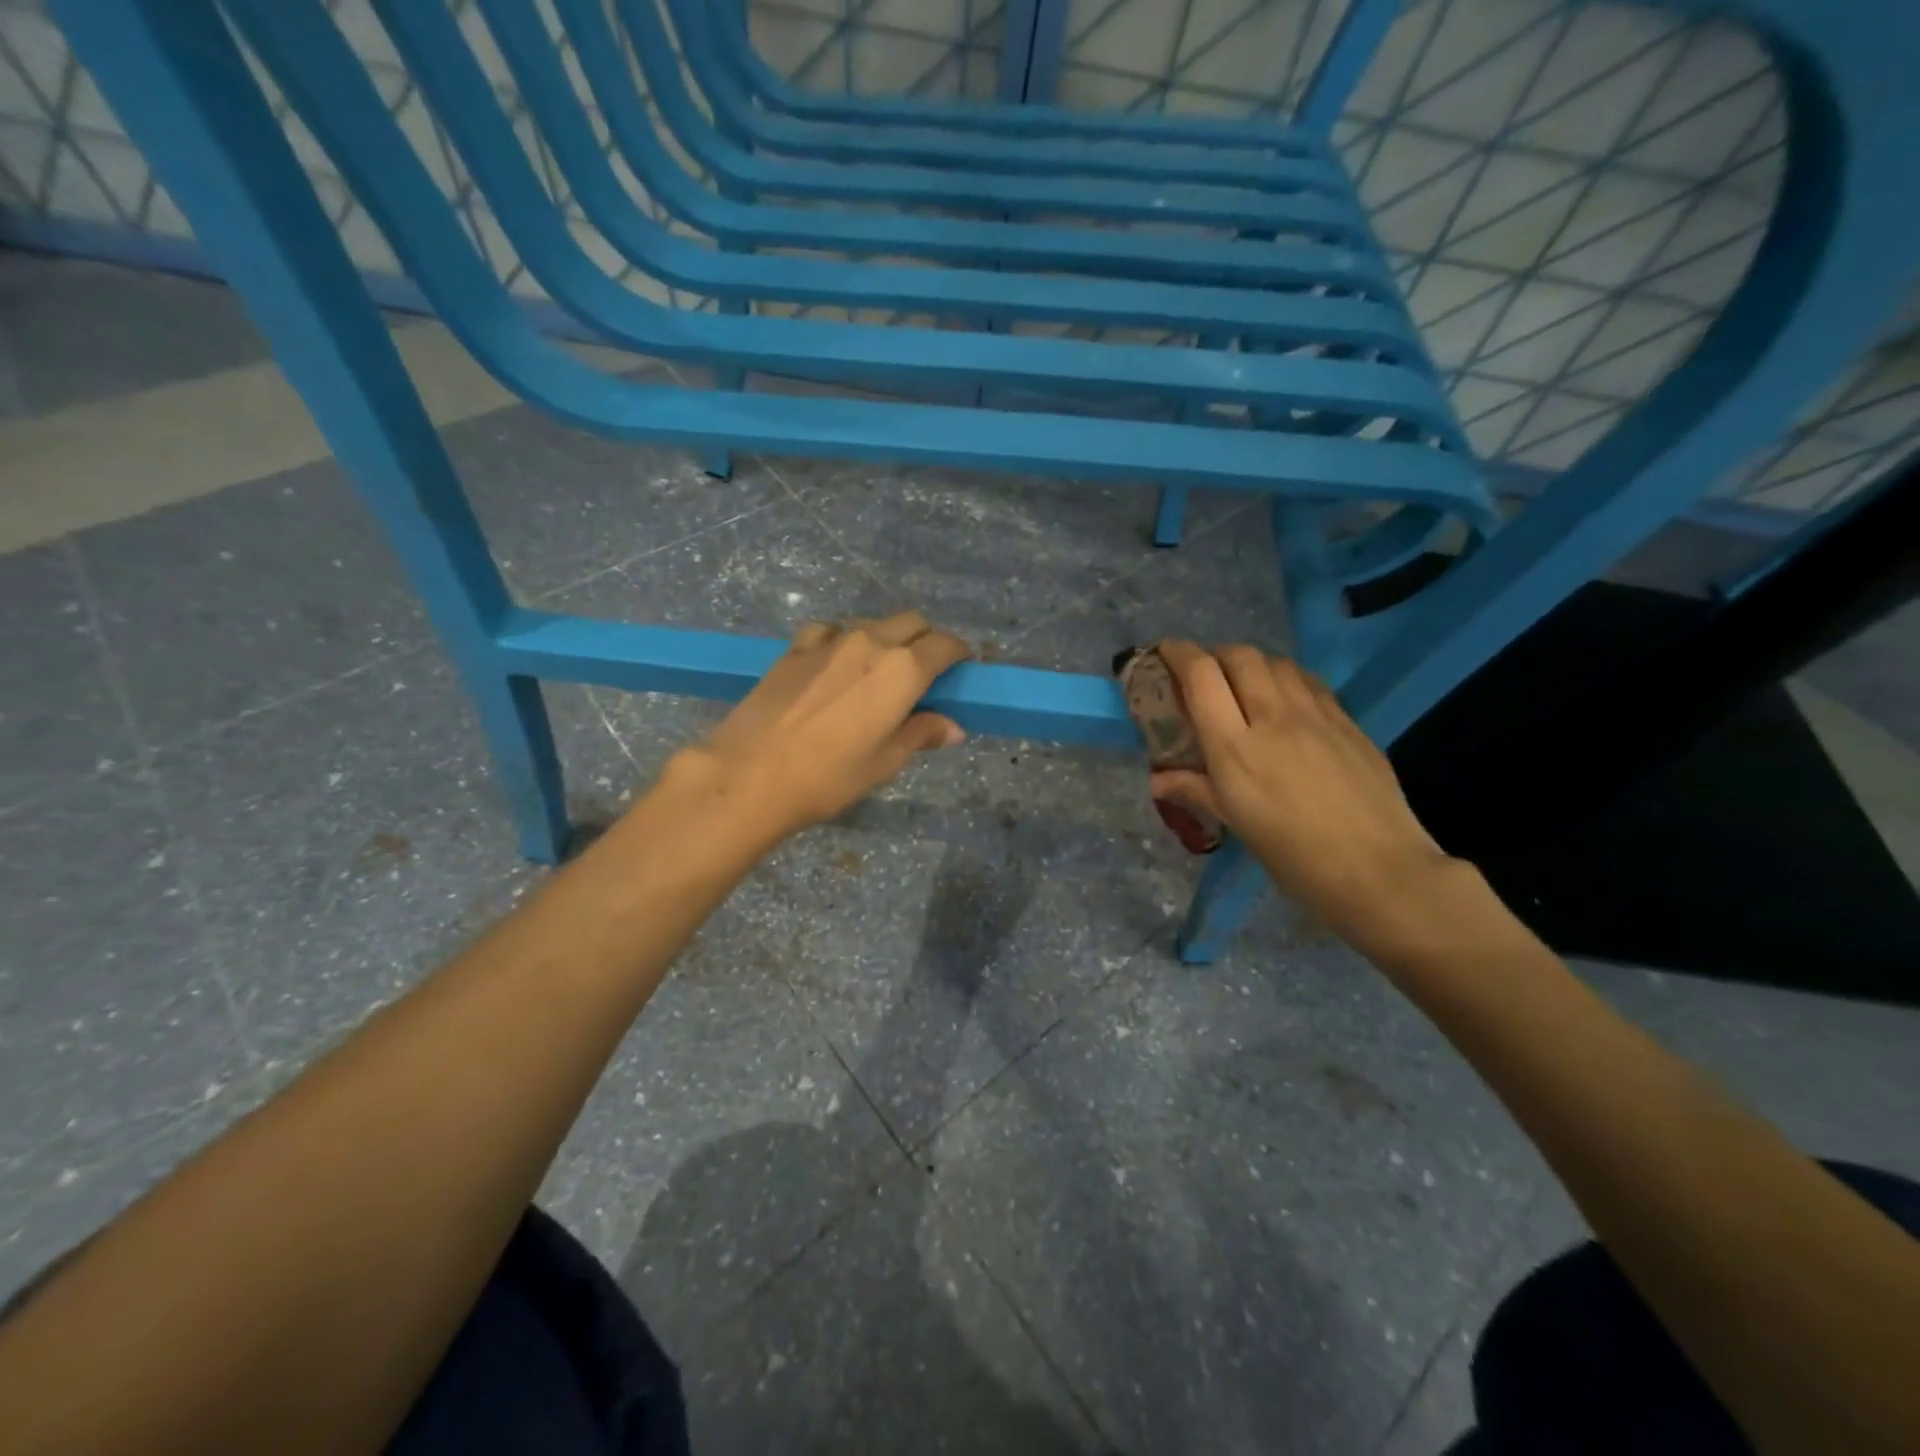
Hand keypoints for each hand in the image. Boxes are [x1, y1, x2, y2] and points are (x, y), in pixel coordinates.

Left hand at [666, 611, 970, 844]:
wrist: (750, 773)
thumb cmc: (829, 776)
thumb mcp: (884, 762)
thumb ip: (921, 734)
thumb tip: (953, 728)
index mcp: (902, 670)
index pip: (945, 645)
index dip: (959, 655)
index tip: (960, 670)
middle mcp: (871, 642)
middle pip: (912, 622)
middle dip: (926, 640)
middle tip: (924, 673)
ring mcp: (830, 641)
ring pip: (872, 624)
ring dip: (885, 639)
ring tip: (877, 674)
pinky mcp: (795, 648)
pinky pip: (830, 631)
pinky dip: (843, 641)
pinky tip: (834, 666)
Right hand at [1151, 641, 1456, 943]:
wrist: (1381, 872)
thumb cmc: (1295, 858)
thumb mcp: (1237, 826)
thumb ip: (1196, 791)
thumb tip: (1158, 780)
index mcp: (1236, 748)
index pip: (1201, 676)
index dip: (1177, 654)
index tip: (1163, 653)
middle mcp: (1273, 717)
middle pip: (1239, 656)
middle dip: (1213, 654)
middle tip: (1201, 674)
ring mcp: (1316, 715)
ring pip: (1276, 662)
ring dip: (1250, 662)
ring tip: (1241, 683)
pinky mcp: (1348, 722)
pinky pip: (1308, 681)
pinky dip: (1285, 677)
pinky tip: (1284, 698)